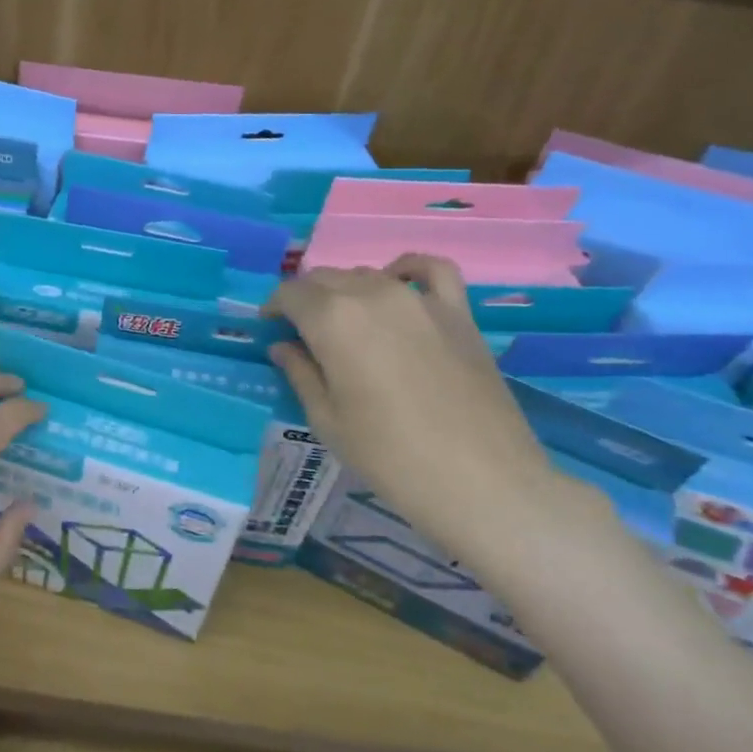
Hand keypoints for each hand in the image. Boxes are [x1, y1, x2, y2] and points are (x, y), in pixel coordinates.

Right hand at [267, 257, 600, 566]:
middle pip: (327, 279)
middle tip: (301, 333)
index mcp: (332, 319)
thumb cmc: (390, 457)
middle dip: (306, 300)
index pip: (290, 294)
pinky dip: (408, 269)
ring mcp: (420, 299)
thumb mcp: (328, 420)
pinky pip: (431, 270)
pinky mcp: (458, 312)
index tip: (269, 328)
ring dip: (347, 291)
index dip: (274, 308)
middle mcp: (373, 294)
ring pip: (368, 275)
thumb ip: (301, 373)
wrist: (483, 482)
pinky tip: (397, 281)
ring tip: (345, 323)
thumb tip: (283, 346)